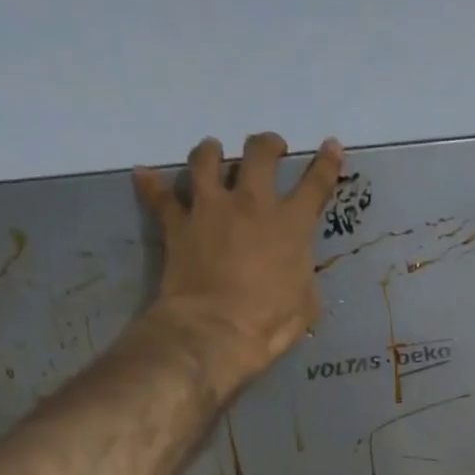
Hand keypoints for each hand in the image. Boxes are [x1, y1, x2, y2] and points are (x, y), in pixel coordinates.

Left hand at [132, 132, 344, 400]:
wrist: (216, 329)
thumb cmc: (270, 323)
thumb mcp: (306, 303)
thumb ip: (303, 275)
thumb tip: (297, 270)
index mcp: (292, 225)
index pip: (315, 184)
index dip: (326, 163)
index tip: (331, 145)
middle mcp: (252, 204)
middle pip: (259, 154)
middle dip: (268, 145)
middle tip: (271, 148)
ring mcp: (211, 208)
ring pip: (207, 160)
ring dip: (212, 152)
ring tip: (214, 151)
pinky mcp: (178, 222)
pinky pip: (160, 195)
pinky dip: (151, 183)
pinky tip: (144, 174)